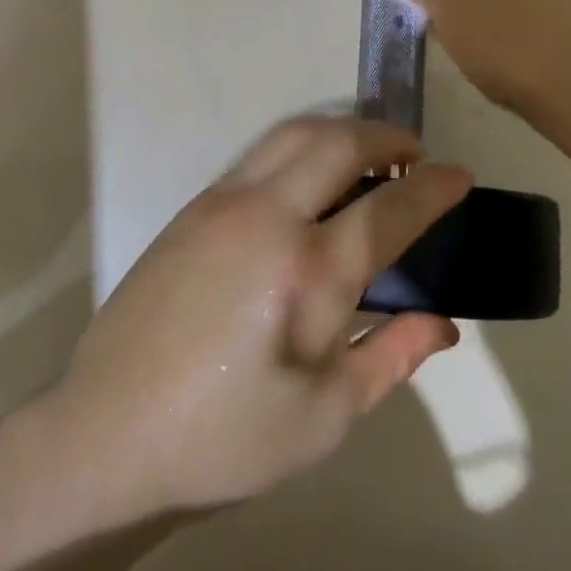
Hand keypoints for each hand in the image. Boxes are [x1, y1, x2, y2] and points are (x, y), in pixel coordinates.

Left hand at [39, 118, 470, 523]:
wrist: (109, 432)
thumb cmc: (226, 439)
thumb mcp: (323, 419)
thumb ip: (389, 358)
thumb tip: (443, 324)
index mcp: (307, 272)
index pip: (389, 208)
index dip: (434, 188)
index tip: (460, 176)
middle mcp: (267, 216)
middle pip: (339, 142)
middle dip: (386, 137)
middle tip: (413, 157)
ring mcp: (224, 202)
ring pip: (295, 133)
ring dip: (341, 131)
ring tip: (367, 157)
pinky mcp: (195, 205)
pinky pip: (262, 152)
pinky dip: (302, 146)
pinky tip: (311, 180)